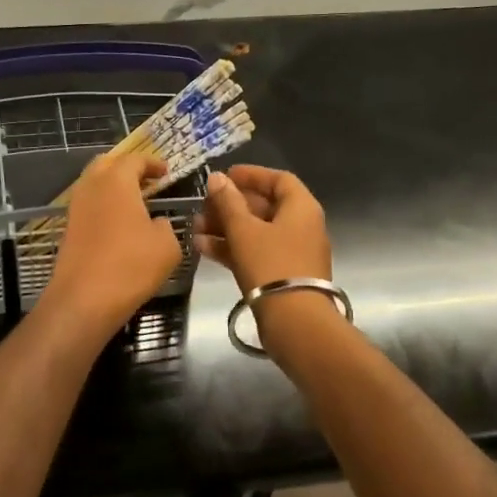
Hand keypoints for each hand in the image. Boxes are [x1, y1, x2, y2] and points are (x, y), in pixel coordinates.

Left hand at [41, 151, 184, 336]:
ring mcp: (76, 208)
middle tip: (147, 180)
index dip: (152, 163)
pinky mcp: (69, 229)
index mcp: (116, 181)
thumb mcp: (167, 245)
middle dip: (127, 167)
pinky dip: (104, 205)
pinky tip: (120, 223)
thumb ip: (166, 226)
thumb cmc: (131, 265)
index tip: (166, 172)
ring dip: (113, 186)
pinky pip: (89, 206)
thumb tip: (156, 223)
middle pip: (107, 164)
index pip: (134, 159)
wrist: (84, 300)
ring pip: (94, 184)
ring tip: (135, 202)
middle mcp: (92, 187)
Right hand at [197, 164, 331, 293]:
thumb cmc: (271, 265)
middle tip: (203, 207)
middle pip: (264, 206)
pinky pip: (256, 252)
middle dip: (230, 205)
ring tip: (195, 228)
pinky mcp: (282, 275)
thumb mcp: (244, 230)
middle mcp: (301, 226)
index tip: (224, 176)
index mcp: (301, 208)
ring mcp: (292, 252)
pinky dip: (232, 248)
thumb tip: (217, 178)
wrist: (295, 321)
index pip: (278, 179)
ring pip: (256, 231)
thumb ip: (228, 202)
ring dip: (226, 228)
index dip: (251, 175)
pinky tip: (203, 248)